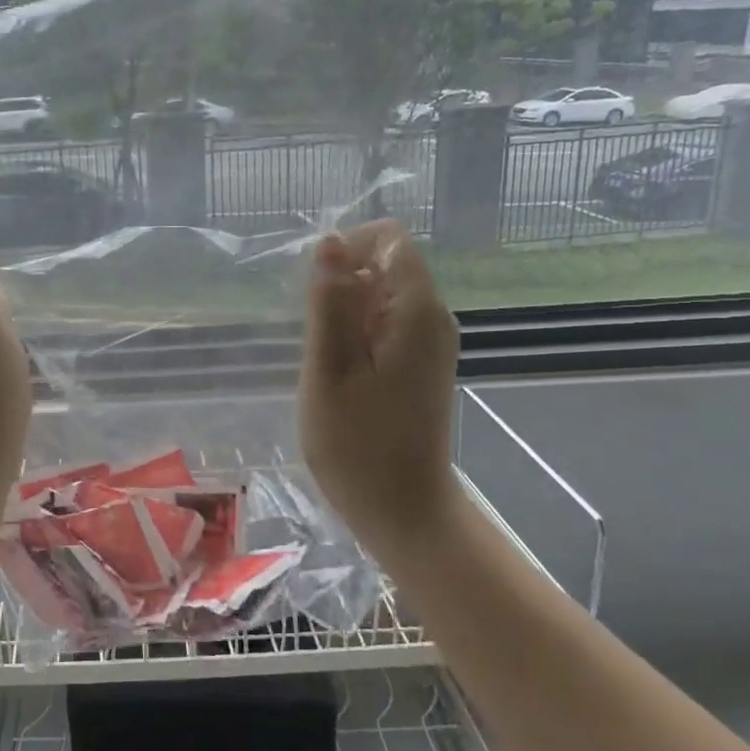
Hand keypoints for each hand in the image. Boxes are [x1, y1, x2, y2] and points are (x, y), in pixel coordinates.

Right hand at [298, 221, 459, 545]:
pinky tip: (340, 375)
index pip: (389, 239)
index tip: (316, 294)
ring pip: (381, 297)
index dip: (347, 249)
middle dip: (342, 287)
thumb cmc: (358, 445)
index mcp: (417, 311)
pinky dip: (356, 336)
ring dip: (344, 315)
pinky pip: (385, 325)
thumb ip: (330, 302)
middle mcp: (433, 318)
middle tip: (319, 342)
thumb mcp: (329, 369)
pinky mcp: (421, 365)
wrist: (404, 511)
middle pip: (385, 265)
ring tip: (326, 362)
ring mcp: (429, 343)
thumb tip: (331, 242)